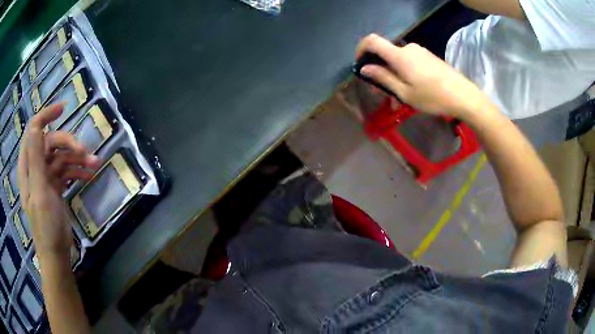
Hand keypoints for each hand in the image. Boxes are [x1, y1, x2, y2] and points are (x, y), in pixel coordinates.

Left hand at [18, 104, 100, 255]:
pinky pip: (67, 171)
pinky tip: (90, 174)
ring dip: (77, 158)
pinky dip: (78, 170)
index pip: (33, 130)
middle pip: (51, 143)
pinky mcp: (55, 187)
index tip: (64, 109)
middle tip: (86, 151)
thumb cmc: (45, 226)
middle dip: (69, 144)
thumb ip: (35, 159)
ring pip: (61, 157)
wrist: (56, 254)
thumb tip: (35, 126)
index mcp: (28, 166)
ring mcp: (46, 177)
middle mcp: (36, 167)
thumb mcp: (40, 192)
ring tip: (95, 164)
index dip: (46, 116)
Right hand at [355, 34, 490, 117]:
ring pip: (398, 60)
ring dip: (394, 76)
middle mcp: (408, 48)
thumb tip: (364, 68)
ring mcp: (420, 52)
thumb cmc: (433, 97)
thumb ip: (383, 78)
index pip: (372, 41)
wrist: (464, 96)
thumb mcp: (405, 93)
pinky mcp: (428, 57)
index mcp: (399, 56)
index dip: (361, 49)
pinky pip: (410, 62)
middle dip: (380, 71)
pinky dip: (405, 74)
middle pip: (385, 54)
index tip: (360, 64)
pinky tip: (412, 91)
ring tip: (400, 99)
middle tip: (383, 94)